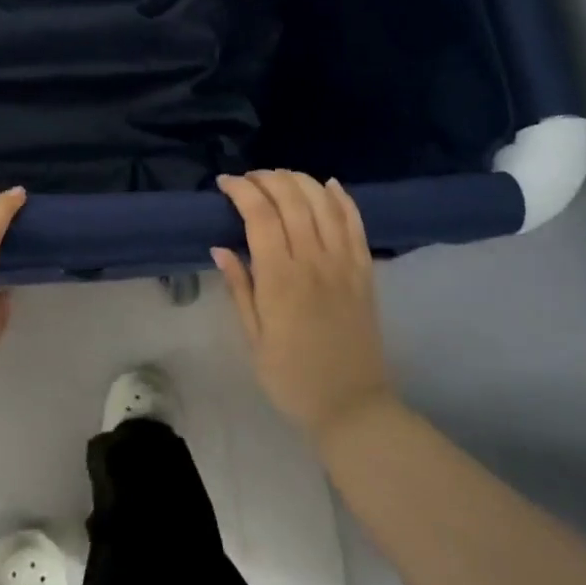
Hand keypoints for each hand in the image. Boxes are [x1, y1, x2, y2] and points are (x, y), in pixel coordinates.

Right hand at [212, 170, 394, 444]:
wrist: (351, 406)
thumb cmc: (291, 377)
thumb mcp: (253, 338)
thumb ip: (239, 287)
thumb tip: (220, 247)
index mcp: (280, 279)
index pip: (260, 215)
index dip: (241, 190)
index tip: (224, 183)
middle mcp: (314, 262)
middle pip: (292, 199)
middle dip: (267, 178)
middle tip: (248, 179)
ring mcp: (344, 264)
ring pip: (324, 203)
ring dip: (300, 181)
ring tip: (279, 178)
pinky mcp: (365, 271)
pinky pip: (355, 224)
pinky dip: (342, 198)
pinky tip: (328, 185)